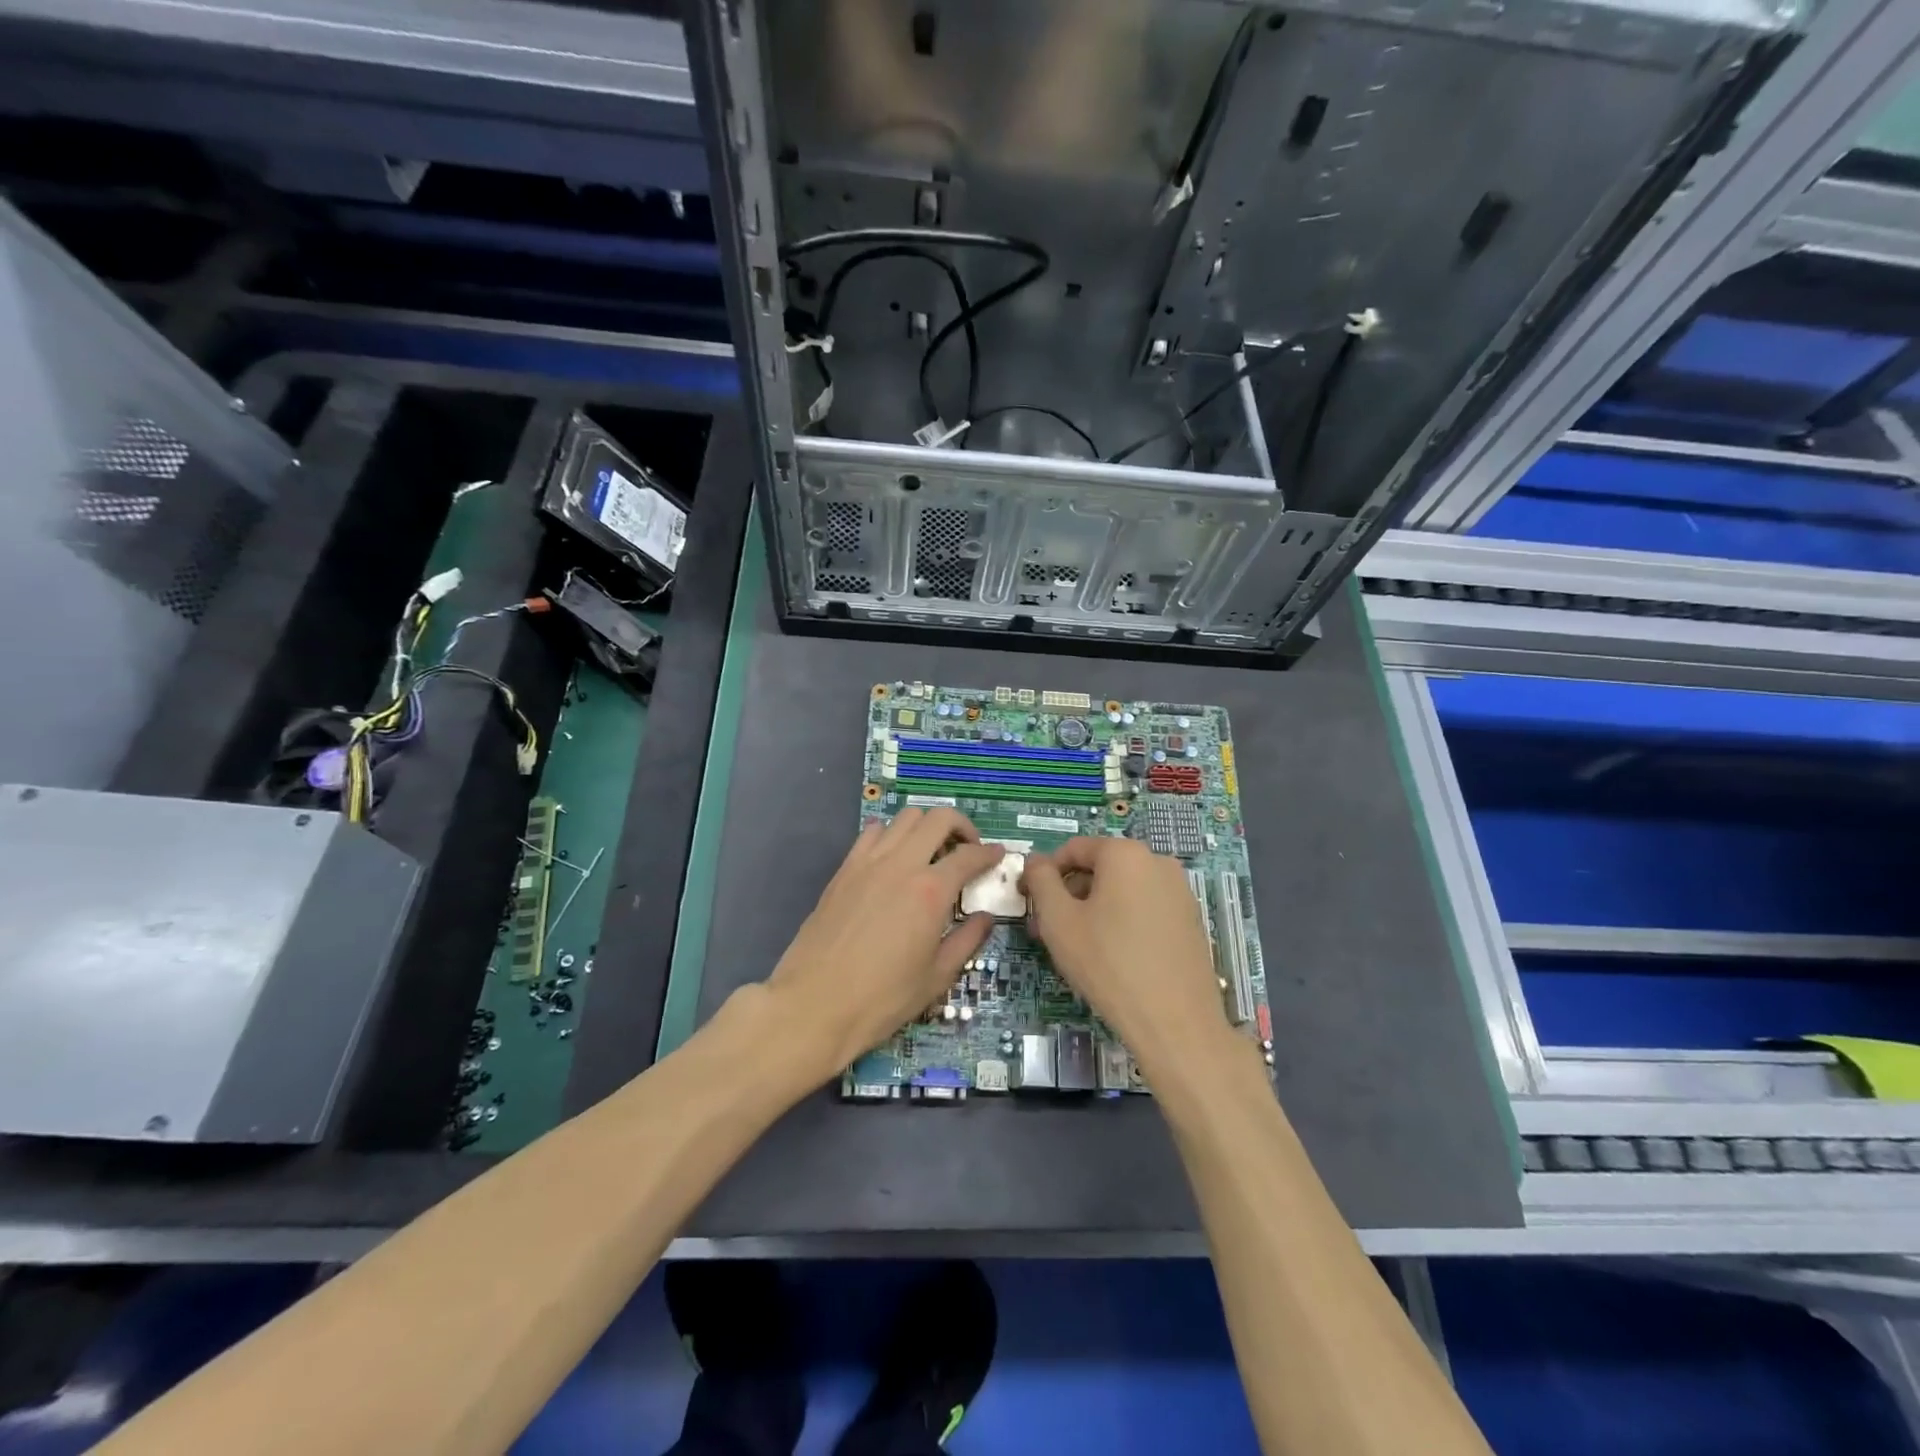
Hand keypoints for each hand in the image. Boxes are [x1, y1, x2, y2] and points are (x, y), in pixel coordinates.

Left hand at [765, 808, 1002, 1078]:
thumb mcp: (937, 977)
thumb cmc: (882, 999)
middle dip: (962, 826)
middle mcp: (902, 864)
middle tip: (968, 849)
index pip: (970, 855)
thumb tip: (986, 918)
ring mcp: (868, 862)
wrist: (814, 1004)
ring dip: (927, 825)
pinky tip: (895, 858)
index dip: (990, 853)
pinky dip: (892, 833)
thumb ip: (968, 941)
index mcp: (931, 891)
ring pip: (905, 817)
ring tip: (932, 851)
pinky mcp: (844, 869)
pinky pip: (873, 832)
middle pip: (938, 819)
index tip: (999, 855)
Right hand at [1023, 837, 1231, 1075]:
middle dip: (1069, 895)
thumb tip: (1036, 861)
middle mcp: (1157, 862)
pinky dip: (1122, 922)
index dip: (1045, 874)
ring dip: (1093, 910)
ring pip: (1122, 891)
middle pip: (1099, 869)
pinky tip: (1111, 957)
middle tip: (1048, 932)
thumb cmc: (1108, 963)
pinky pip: (1145, 909)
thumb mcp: (1058, 920)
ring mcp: (1179, 891)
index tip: (1031, 905)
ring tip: (1076, 948)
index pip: (1073, 850)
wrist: (1175, 1022)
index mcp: (1125, 853)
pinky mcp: (1190, 920)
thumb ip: (1041, 881)